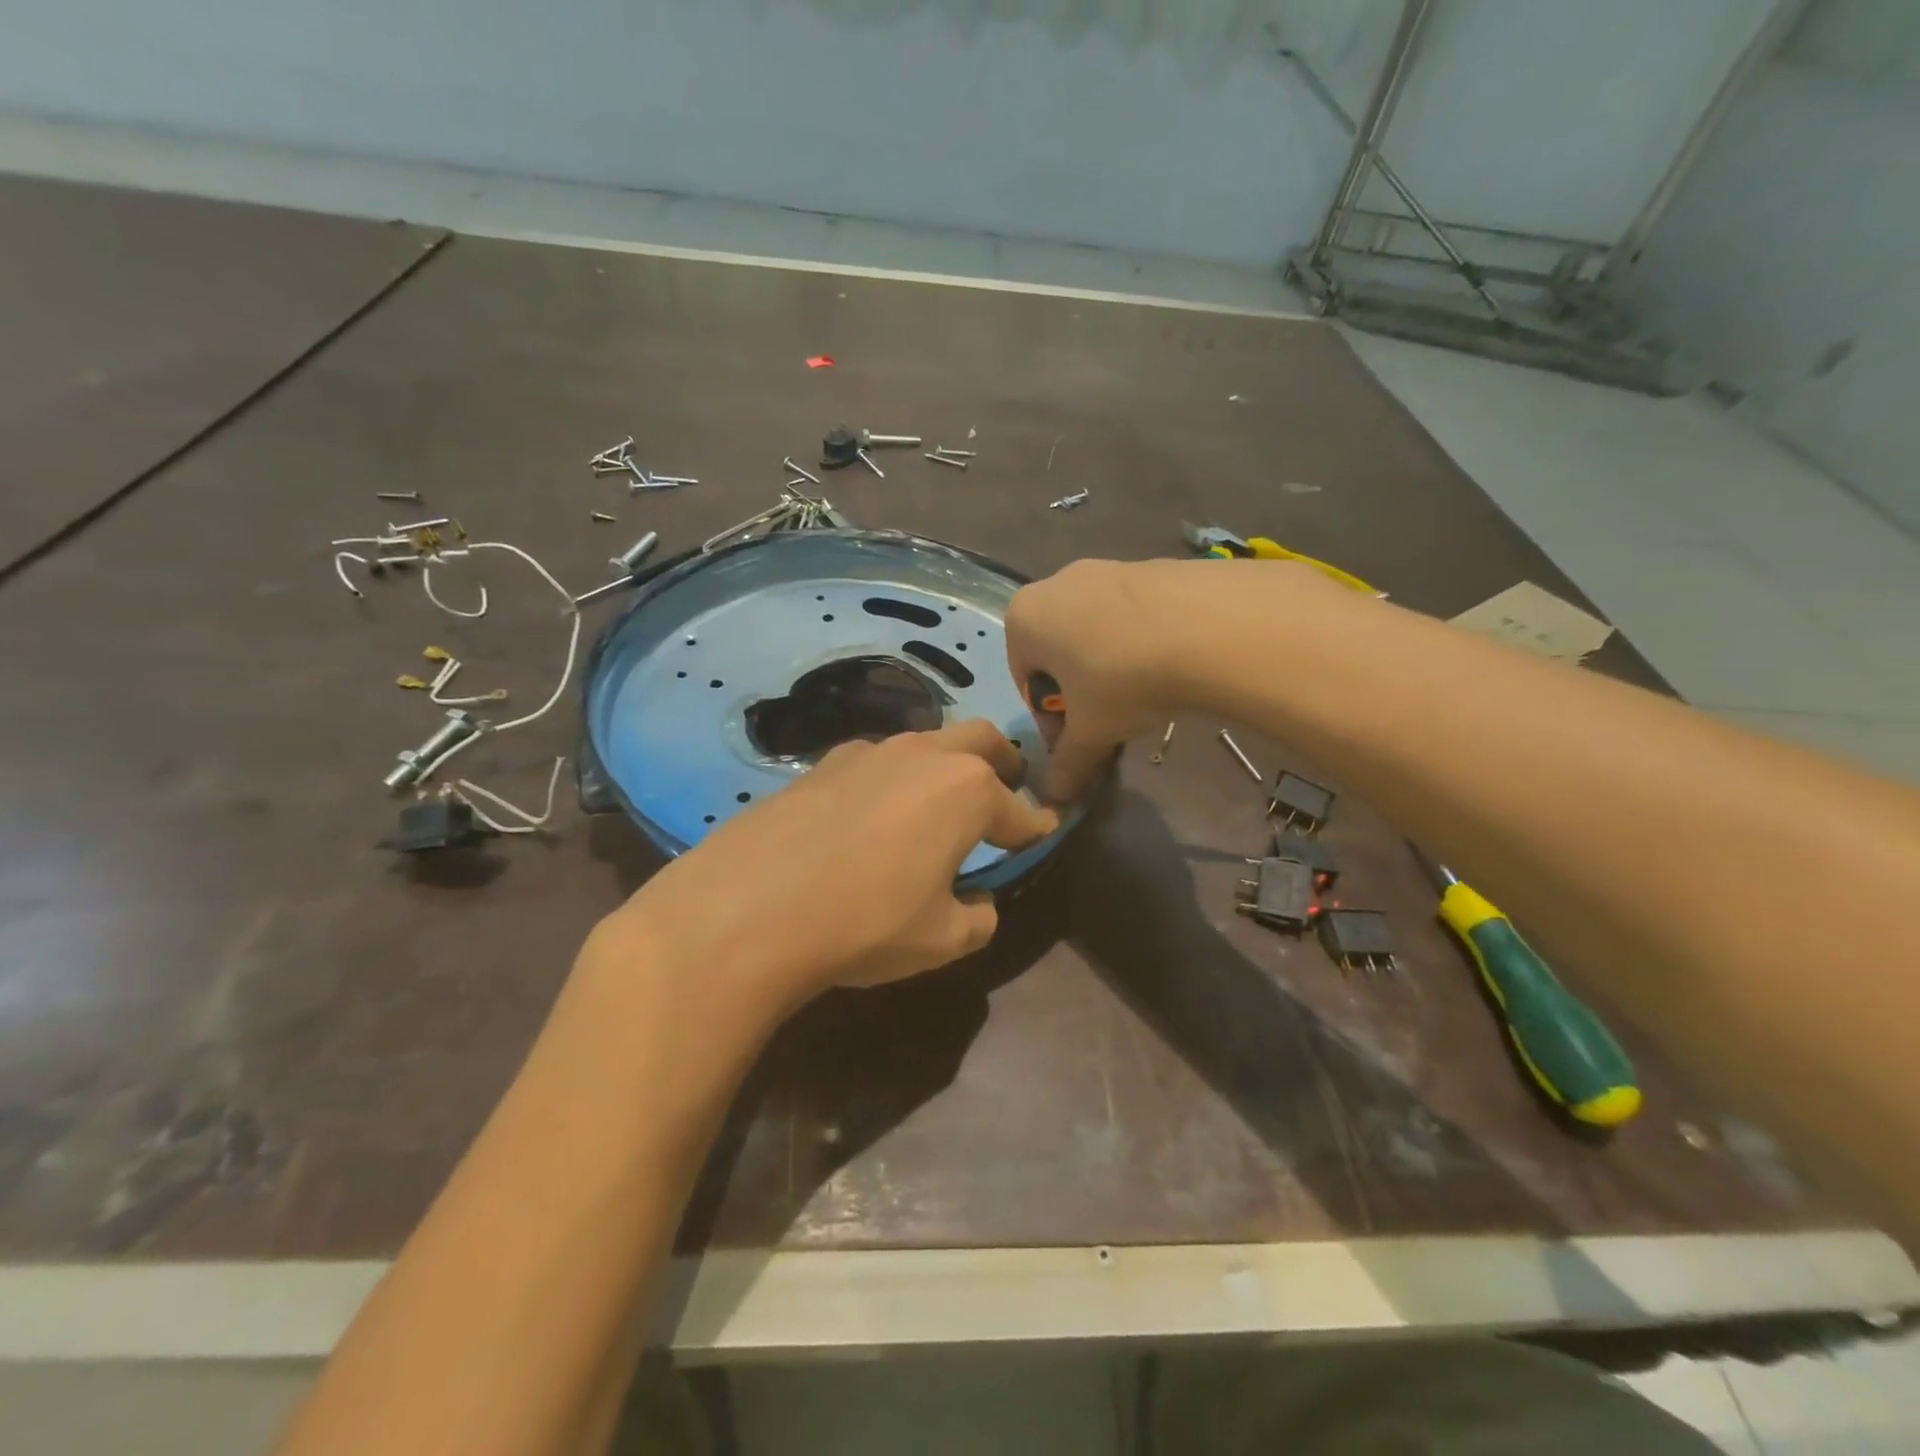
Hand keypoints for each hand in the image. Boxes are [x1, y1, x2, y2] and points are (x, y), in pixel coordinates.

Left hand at [597, 720, 1058, 1018]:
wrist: (748, 909)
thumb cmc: (865, 923)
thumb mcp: (942, 939)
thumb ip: (978, 918)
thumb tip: (978, 902)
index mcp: (967, 791)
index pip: (1019, 809)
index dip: (1037, 825)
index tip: (1046, 832)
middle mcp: (922, 756)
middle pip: (979, 740)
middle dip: (1002, 761)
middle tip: (1007, 786)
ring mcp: (867, 753)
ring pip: (924, 743)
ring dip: (943, 765)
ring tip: (938, 802)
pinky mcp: (820, 765)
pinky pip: (875, 762)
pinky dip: (893, 778)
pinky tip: (874, 813)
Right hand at [1005, 559, 1200, 800]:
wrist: (1207, 625)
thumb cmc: (1123, 679)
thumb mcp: (1091, 732)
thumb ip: (1067, 765)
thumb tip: (1055, 799)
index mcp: (1024, 619)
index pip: (1026, 681)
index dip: (1051, 721)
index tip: (1079, 742)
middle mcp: (1055, 584)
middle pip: (1059, 654)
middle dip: (1080, 693)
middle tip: (1110, 722)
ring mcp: (1104, 568)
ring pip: (1095, 634)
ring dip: (1109, 669)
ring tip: (1144, 696)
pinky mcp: (1148, 566)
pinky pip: (1131, 616)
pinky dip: (1140, 644)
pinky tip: (1169, 665)